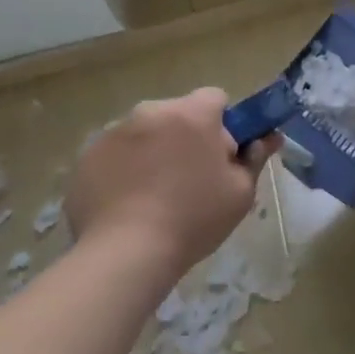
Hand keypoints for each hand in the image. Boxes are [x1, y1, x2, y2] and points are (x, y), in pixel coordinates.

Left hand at [65, 88, 278, 276]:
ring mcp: (114, 133)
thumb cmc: (193, 219)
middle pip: (178, 114)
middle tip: (190, 180)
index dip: (223, 124)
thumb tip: (268, 137)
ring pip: (144, 133)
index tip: (221, 156)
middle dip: (185, 137)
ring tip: (153, 197)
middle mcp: (151, 111)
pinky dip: (123, 171)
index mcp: (192, 113)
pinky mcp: (86, 158)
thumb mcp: (241, 192)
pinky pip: (115, 155)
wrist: (125, 255)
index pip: (215, 98)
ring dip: (153, 152)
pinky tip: (126, 205)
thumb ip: (255, 157)